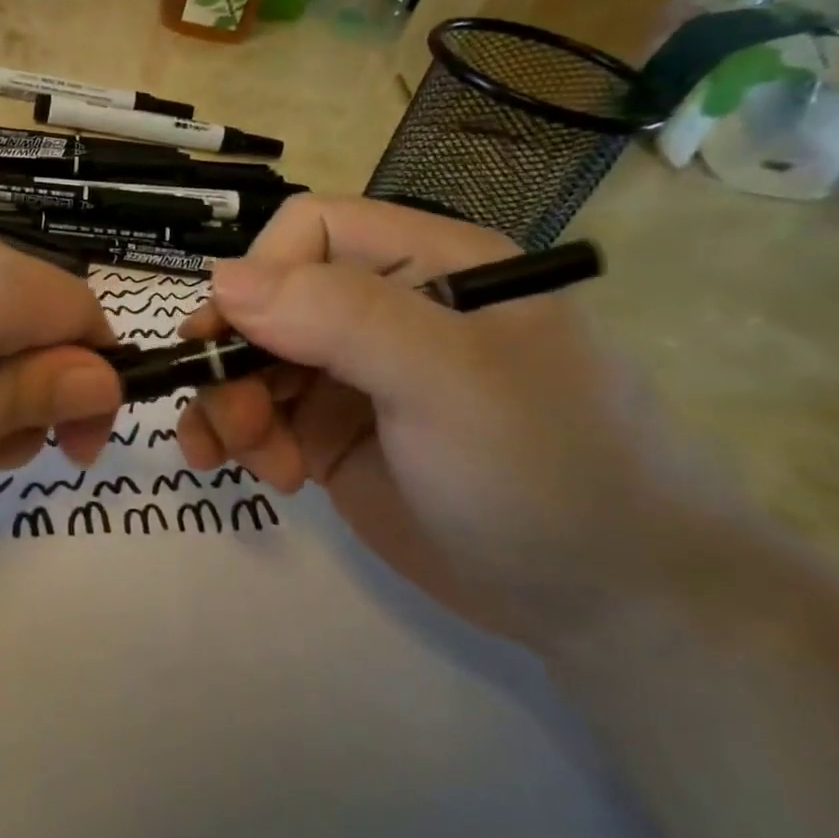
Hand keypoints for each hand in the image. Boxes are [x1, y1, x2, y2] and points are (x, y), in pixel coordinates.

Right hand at [177, 196, 722, 643]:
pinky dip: (239, 440)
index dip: (259, 276)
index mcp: (425, 266)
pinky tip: (259, 474)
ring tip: (249, 461)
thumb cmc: (545, 471)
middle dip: (234, 357)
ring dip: (228, 405)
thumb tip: (223, 279)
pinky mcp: (336, 438)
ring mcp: (356, 378)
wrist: (614, 606)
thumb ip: (339, 317)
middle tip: (238, 424)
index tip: (232, 341)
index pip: (308, 231)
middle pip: (266, 302)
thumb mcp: (448, 380)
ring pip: (251, 361)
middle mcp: (383, 312)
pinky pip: (261, 418)